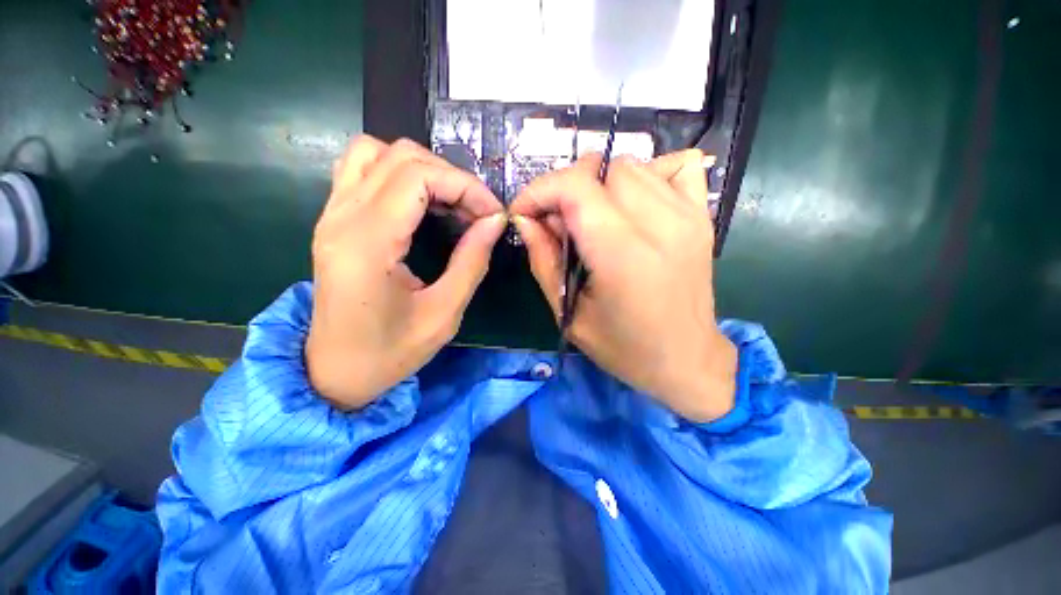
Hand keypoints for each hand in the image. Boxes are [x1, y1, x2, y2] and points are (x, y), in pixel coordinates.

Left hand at [306, 136, 506, 409]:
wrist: (334, 372)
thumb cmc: (390, 352)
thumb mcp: (443, 314)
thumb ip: (472, 262)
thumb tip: (495, 222)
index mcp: (367, 243)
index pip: (418, 176)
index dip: (465, 186)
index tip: (493, 214)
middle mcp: (341, 217)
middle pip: (400, 156)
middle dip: (451, 177)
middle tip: (478, 211)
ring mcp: (331, 215)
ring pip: (376, 152)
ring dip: (423, 169)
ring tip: (450, 202)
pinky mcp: (333, 220)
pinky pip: (362, 170)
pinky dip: (398, 174)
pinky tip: (420, 203)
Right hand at [511, 150, 737, 422]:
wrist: (687, 360)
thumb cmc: (624, 348)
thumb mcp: (569, 312)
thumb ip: (543, 260)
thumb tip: (525, 220)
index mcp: (623, 256)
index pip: (576, 187)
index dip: (540, 190)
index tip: (525, 212)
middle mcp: (661, 225)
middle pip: (602, 168)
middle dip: (567, 189)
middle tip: (559, 222)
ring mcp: (689, 215)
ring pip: (633, 165)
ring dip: (600, 185)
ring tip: (593, 218)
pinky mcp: (702, 216)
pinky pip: (675, 166)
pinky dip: (647, 176)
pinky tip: (634, 205)